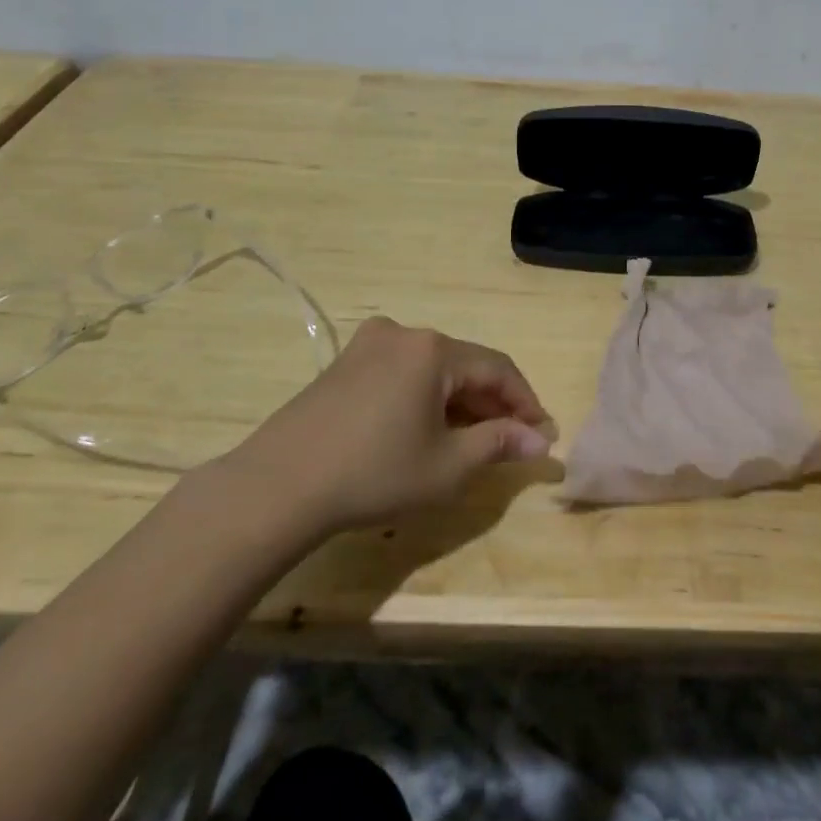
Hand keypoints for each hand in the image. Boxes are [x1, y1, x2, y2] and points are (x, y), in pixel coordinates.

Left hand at [213, 317, 557, 543]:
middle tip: (512, 441)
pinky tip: (426, 428)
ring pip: (434, 369)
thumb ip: (498, 445)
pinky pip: (403, 372)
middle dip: (492, 403)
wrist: (277, 486)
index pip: (498, 369)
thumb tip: (539, 441)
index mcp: (434, 349)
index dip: (526, 402)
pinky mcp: (345, 363)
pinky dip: (426, 396)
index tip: (542, 435)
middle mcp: (405, 334)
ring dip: (459, 400)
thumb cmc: (374, 473)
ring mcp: (369, 345)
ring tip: (473, 439)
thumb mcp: (448, 466)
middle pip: (465, 365)